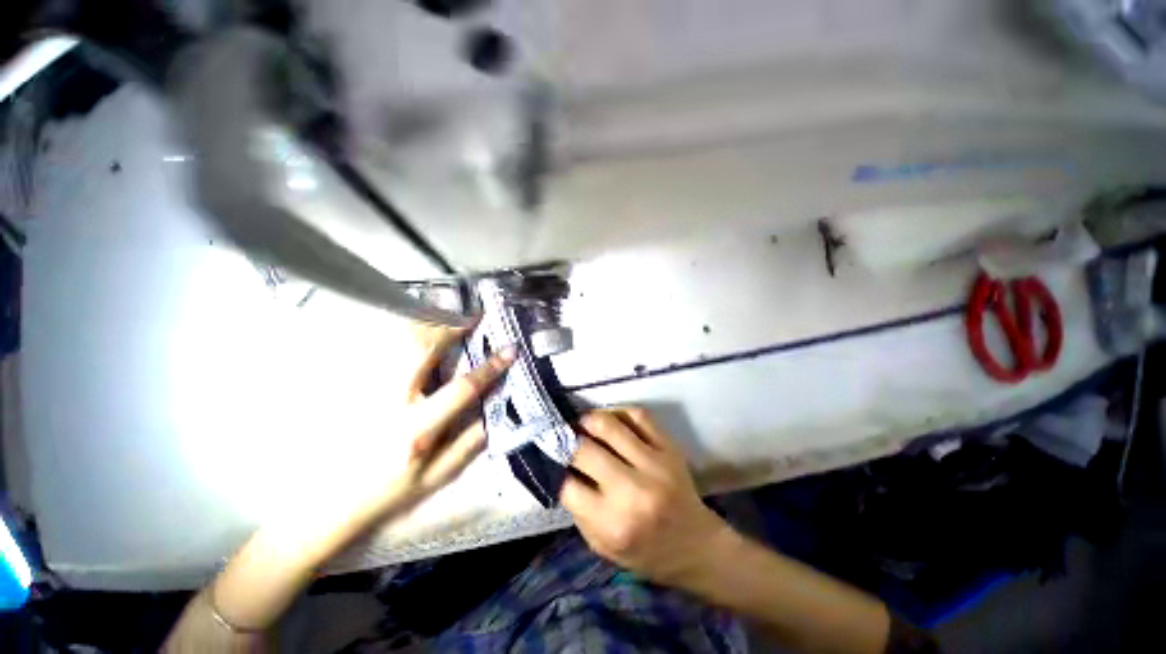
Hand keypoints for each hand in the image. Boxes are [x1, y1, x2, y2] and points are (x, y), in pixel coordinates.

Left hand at [264, 322, 514, 555]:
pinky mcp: (352, 385)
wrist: (323, 504)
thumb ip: (469, 445)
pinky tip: (415, 321)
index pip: (462, 389)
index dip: (490, 367)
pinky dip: (400, 329)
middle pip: (423, 350)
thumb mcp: (436, 478)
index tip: (510, 349)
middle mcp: (392, 402)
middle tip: (473, 313)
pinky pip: (379, 346)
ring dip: (426, 320)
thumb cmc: (387, 492)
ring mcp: (367, 389)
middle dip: (451, 326)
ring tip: (448, 309)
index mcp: (418, 429)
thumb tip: (495, 413)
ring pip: (397, 341)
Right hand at [560, 408, 729, 585]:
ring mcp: (654, 464)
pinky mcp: (669, 447)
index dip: (555, 469)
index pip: (567, 485)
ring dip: (587, 420)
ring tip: (582, 424)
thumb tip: (561, 470)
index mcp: (613, 524)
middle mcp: (633, 491)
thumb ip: (579, 510)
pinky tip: (611, 421)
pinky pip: (638, 415)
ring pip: (609, 425)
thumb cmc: (645, 551)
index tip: (551, 460)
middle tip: (562, 438)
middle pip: (584, 450)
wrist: (696, 545)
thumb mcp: (602, 546)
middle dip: (566, 442)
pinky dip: (618, 412)